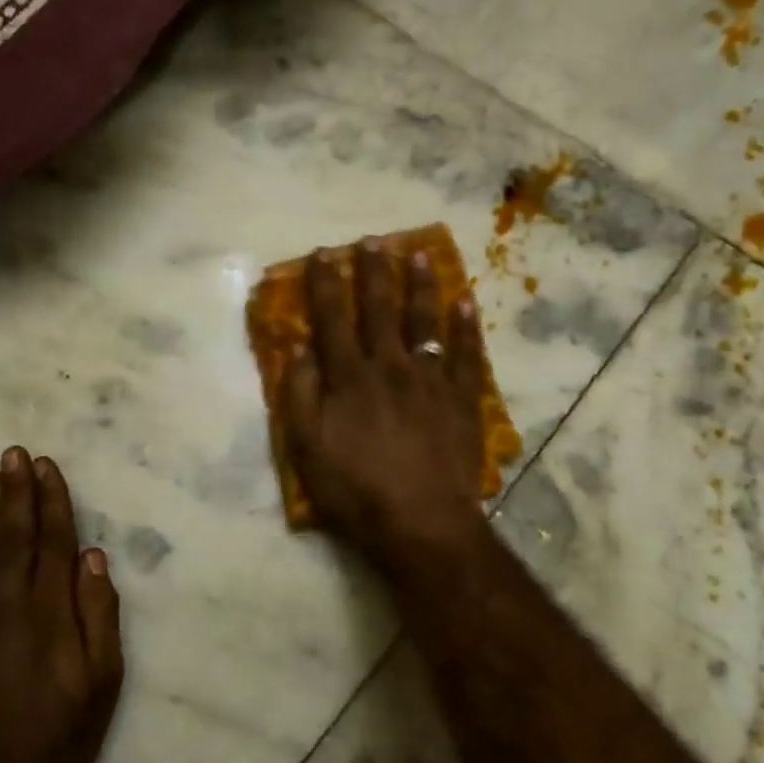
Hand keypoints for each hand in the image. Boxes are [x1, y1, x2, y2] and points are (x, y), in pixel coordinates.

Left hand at [0, 448, 122, 762]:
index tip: (47, 466)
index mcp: (51, 610)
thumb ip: (99, 614)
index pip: (54, 541)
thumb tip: (95, 558)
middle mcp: (9, 603)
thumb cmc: (60, 733)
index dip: (52, 501)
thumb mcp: (103, 680)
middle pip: (14, 535)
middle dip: (16, 491)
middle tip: (14, 453)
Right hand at [283, 239, 489, 563]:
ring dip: (420, 285)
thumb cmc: (355, 489)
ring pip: (424, 320)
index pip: (332, 319)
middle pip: (379, 308)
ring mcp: (430, 379)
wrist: (421, 523)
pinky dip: (465, 326)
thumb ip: (300, 394)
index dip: (325, 284)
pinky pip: (465, 353)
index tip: (323, 253)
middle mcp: (389, 366)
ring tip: (418, 254)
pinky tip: (465, 302)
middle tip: (373, 240)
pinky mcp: (462, 398)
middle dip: (373, 271)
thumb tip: (298, 347)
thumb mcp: (307, 448)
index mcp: (348, 377)